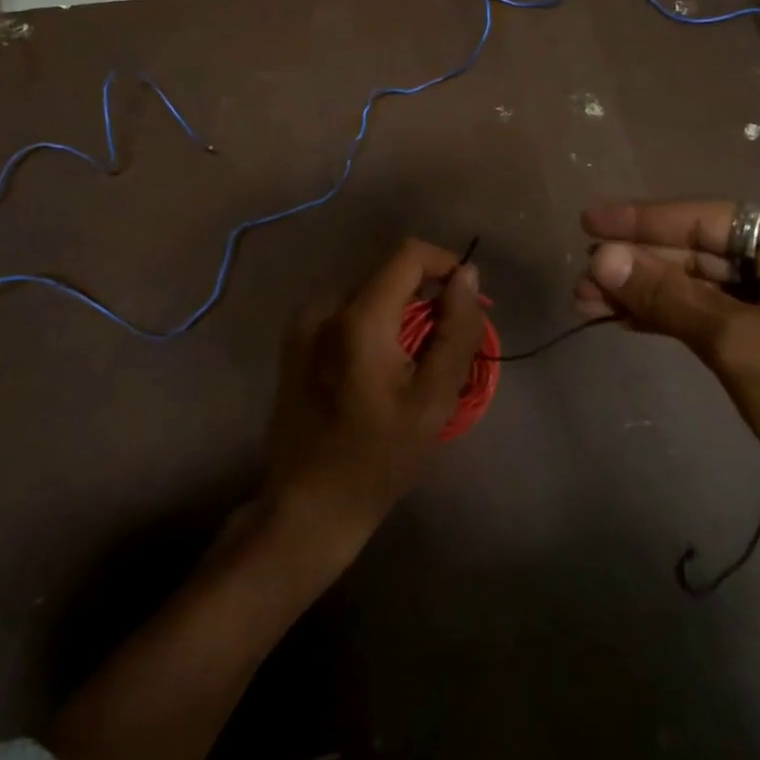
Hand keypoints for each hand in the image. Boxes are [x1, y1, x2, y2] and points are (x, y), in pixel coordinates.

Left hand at [261, 239, 483, 571]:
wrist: (308, 504)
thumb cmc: (378, 458)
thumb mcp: (434, 399)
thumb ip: (456, 330)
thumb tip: (466, 275)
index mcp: (357, 318)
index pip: (409, 255)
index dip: (445, 265)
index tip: (465, 302)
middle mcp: (324, 307)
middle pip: (388, 277)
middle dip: (423, 301)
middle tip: (441, 351)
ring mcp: (303, 323)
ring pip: (368, 295)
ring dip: (398, 316)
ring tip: (410, 368)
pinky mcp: (294, 340)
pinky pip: (346, 314)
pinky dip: (372, 328)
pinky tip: (377, 373)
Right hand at [574, 202, 759, 518]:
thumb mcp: (737, 341)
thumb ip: (666, 294)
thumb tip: (599, 257)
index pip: (709, 220)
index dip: (643, 221)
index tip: (588, 220)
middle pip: (702, 253)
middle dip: (639, 266)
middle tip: (581, 279)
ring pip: (701, 287)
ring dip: (646, 294)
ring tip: (587, 304)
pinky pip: (711, 316)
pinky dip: (669, 318)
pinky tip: (626, 320)